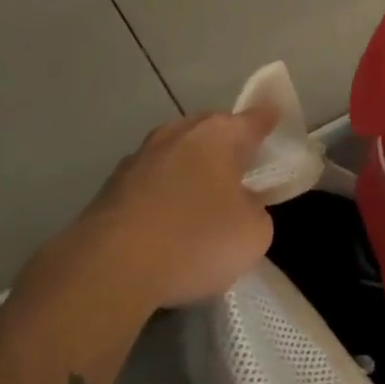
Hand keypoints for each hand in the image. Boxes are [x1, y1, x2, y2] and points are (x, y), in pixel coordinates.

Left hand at [35, 108, 280, 312]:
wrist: (110, 267)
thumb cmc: (196, 240)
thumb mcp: (253, 233)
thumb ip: (255, 210)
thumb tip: (240, 205)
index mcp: (219, 135)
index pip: (253, 119)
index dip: (267, 120)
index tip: (274, 116)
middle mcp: (179, 133)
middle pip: (211, 130)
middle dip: (225, 143)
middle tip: (240, 166)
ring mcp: (140, 156)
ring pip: (176, 152)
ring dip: (189, 168)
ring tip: (201, 196)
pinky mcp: (111, 186)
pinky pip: (150, 181)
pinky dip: (162, 194)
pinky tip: (165, 221)